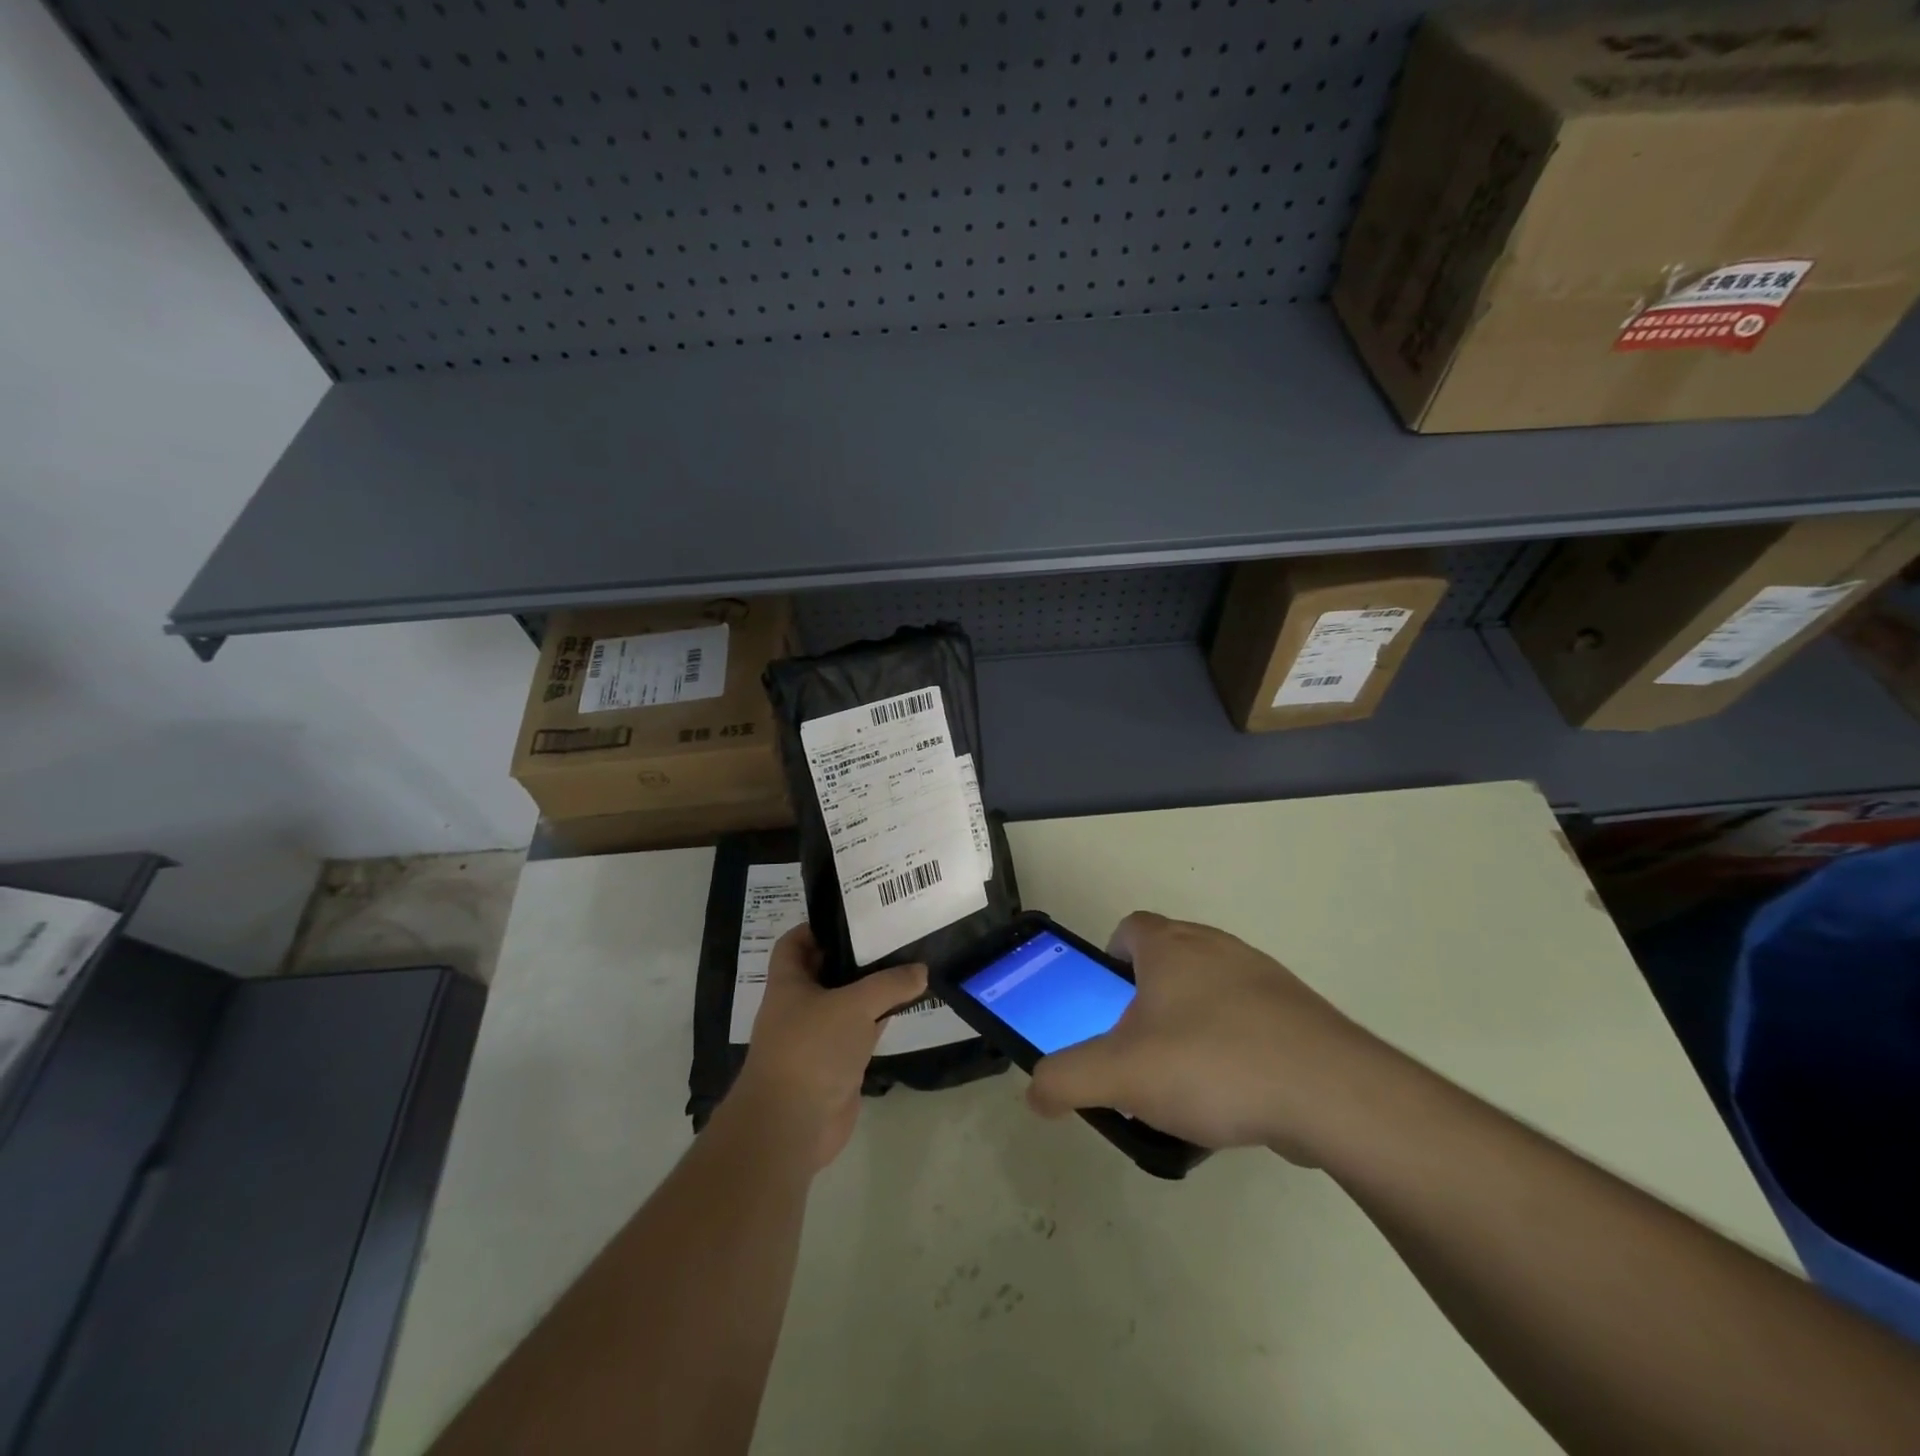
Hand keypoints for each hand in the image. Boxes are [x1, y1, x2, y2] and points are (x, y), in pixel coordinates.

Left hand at [732, 924, 926, 1169]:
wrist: (793, 1125)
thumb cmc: (812, 1049)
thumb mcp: (854, 1005)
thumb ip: (890, 984)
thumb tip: (921, 970)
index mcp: (789, 983)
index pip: (796, 942)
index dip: (818, 927)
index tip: (855, 916)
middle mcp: (800, 1006)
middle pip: (827, 970)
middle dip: (856, 956)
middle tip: (894, 936)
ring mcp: (819, 1036)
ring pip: (848, 1003)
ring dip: (873, 989)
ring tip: (908, 964)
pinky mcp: (837, 1063)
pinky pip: (861, 1033)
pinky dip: (881, 1021)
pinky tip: (907, 1006)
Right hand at [1026, 912, 1386, 1161]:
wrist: (1330, 1092)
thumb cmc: (1211, 1065)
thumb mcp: (1120, 1075)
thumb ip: (1066, 1079)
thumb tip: (1035, 1092)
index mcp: (1170, 948)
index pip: (1129, 928)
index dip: (1110, 958)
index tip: (1106, 1001)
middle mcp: (1216, 947)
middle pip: (1169, 956)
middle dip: (1148, 995)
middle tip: (1137, 1045)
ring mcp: (1263, 977)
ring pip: (1212, 987)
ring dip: (1192, 1020)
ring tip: (1185, 1077)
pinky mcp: (1299, 1013)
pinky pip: (1251, 1018)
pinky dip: (1234, 1044)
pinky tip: (1234, 1093)